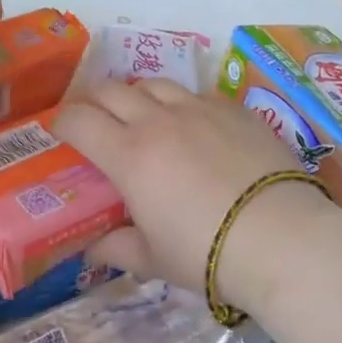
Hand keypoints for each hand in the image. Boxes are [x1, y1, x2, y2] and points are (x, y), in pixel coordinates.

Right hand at [53, 80, 337, 311]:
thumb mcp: (154, 259)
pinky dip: (181, 104)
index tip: (60, 132)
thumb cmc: (207, 252)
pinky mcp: (232, 107)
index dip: (62, 121)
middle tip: (94, 120)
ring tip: (142, 116)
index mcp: (129, 155)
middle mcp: (157, 120)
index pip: (79, 120)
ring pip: (153, 83)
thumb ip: (117, 247)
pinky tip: (193, 126)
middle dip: (93, 100)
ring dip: (137, 96)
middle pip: (111, 89)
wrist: (281, 236)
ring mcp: (198, 108)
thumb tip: (92, 247)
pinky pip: (195, 93)